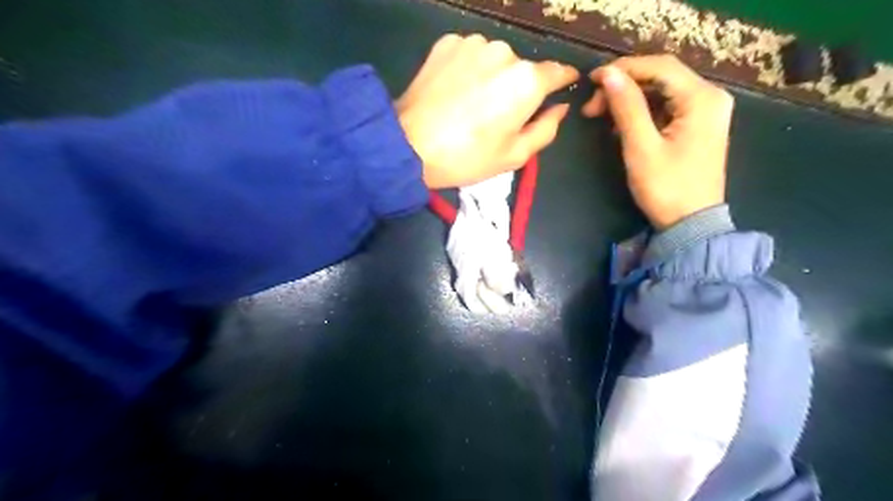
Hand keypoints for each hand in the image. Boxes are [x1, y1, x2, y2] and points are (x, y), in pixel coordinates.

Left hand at [395, 33, 579, 187]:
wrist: (408, 145)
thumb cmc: (467, 157)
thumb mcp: (515, 156)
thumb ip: (546, 129)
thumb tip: (560, 107)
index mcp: (526, 81)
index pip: (557, 72)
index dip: (561, 81)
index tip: (562, 86)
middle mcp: (504, 52)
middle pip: (521, 68)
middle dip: (517, 88)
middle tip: (497, 115)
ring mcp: (473, 43)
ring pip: (494, 60)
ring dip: (491, 77)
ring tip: (471, 104)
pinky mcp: (446, 43)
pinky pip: (469, 55)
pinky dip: (468, 70)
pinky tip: (454, 92)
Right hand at [587, 54, 731, 227]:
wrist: (690, 224)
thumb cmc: (666, 188)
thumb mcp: (641, 147)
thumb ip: (626, 107)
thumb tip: (608, 75)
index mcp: (702, 98)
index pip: (659, 66)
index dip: (623, 68)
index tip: (591, 80)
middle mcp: (709, 97)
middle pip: (661, 76)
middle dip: (623, 86)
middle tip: (592, 106)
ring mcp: (705, 111)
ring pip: (661, 91)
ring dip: (629, 99)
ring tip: (600, 116)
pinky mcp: (697, 125)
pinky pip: (666, 107)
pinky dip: (641, 112)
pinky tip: (620, 125)